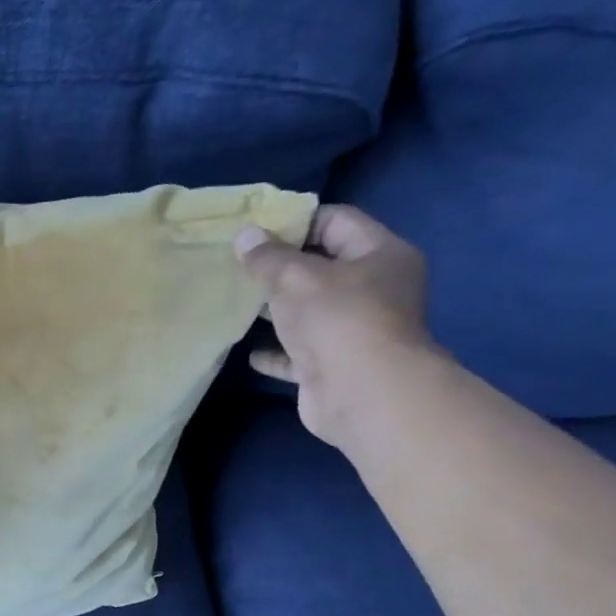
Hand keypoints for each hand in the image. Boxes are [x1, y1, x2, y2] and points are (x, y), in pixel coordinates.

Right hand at [235, 204, 436, 447]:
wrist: (361, 394)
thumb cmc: (337, 319)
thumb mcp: (295, 277)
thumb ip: (267, 257)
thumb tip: (245, 236)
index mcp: (380, 255)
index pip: (336, 221)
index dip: (295, 221)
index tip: (254, 231)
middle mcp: (373, 290)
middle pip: (321, 267)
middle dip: (280, 268)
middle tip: (238, 266)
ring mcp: (354, 330)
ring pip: (308, 311)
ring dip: (275, 311)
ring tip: (236, 304)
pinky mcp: (333, 366)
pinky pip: (298, 353)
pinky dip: (276, 352)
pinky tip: (248, 351)